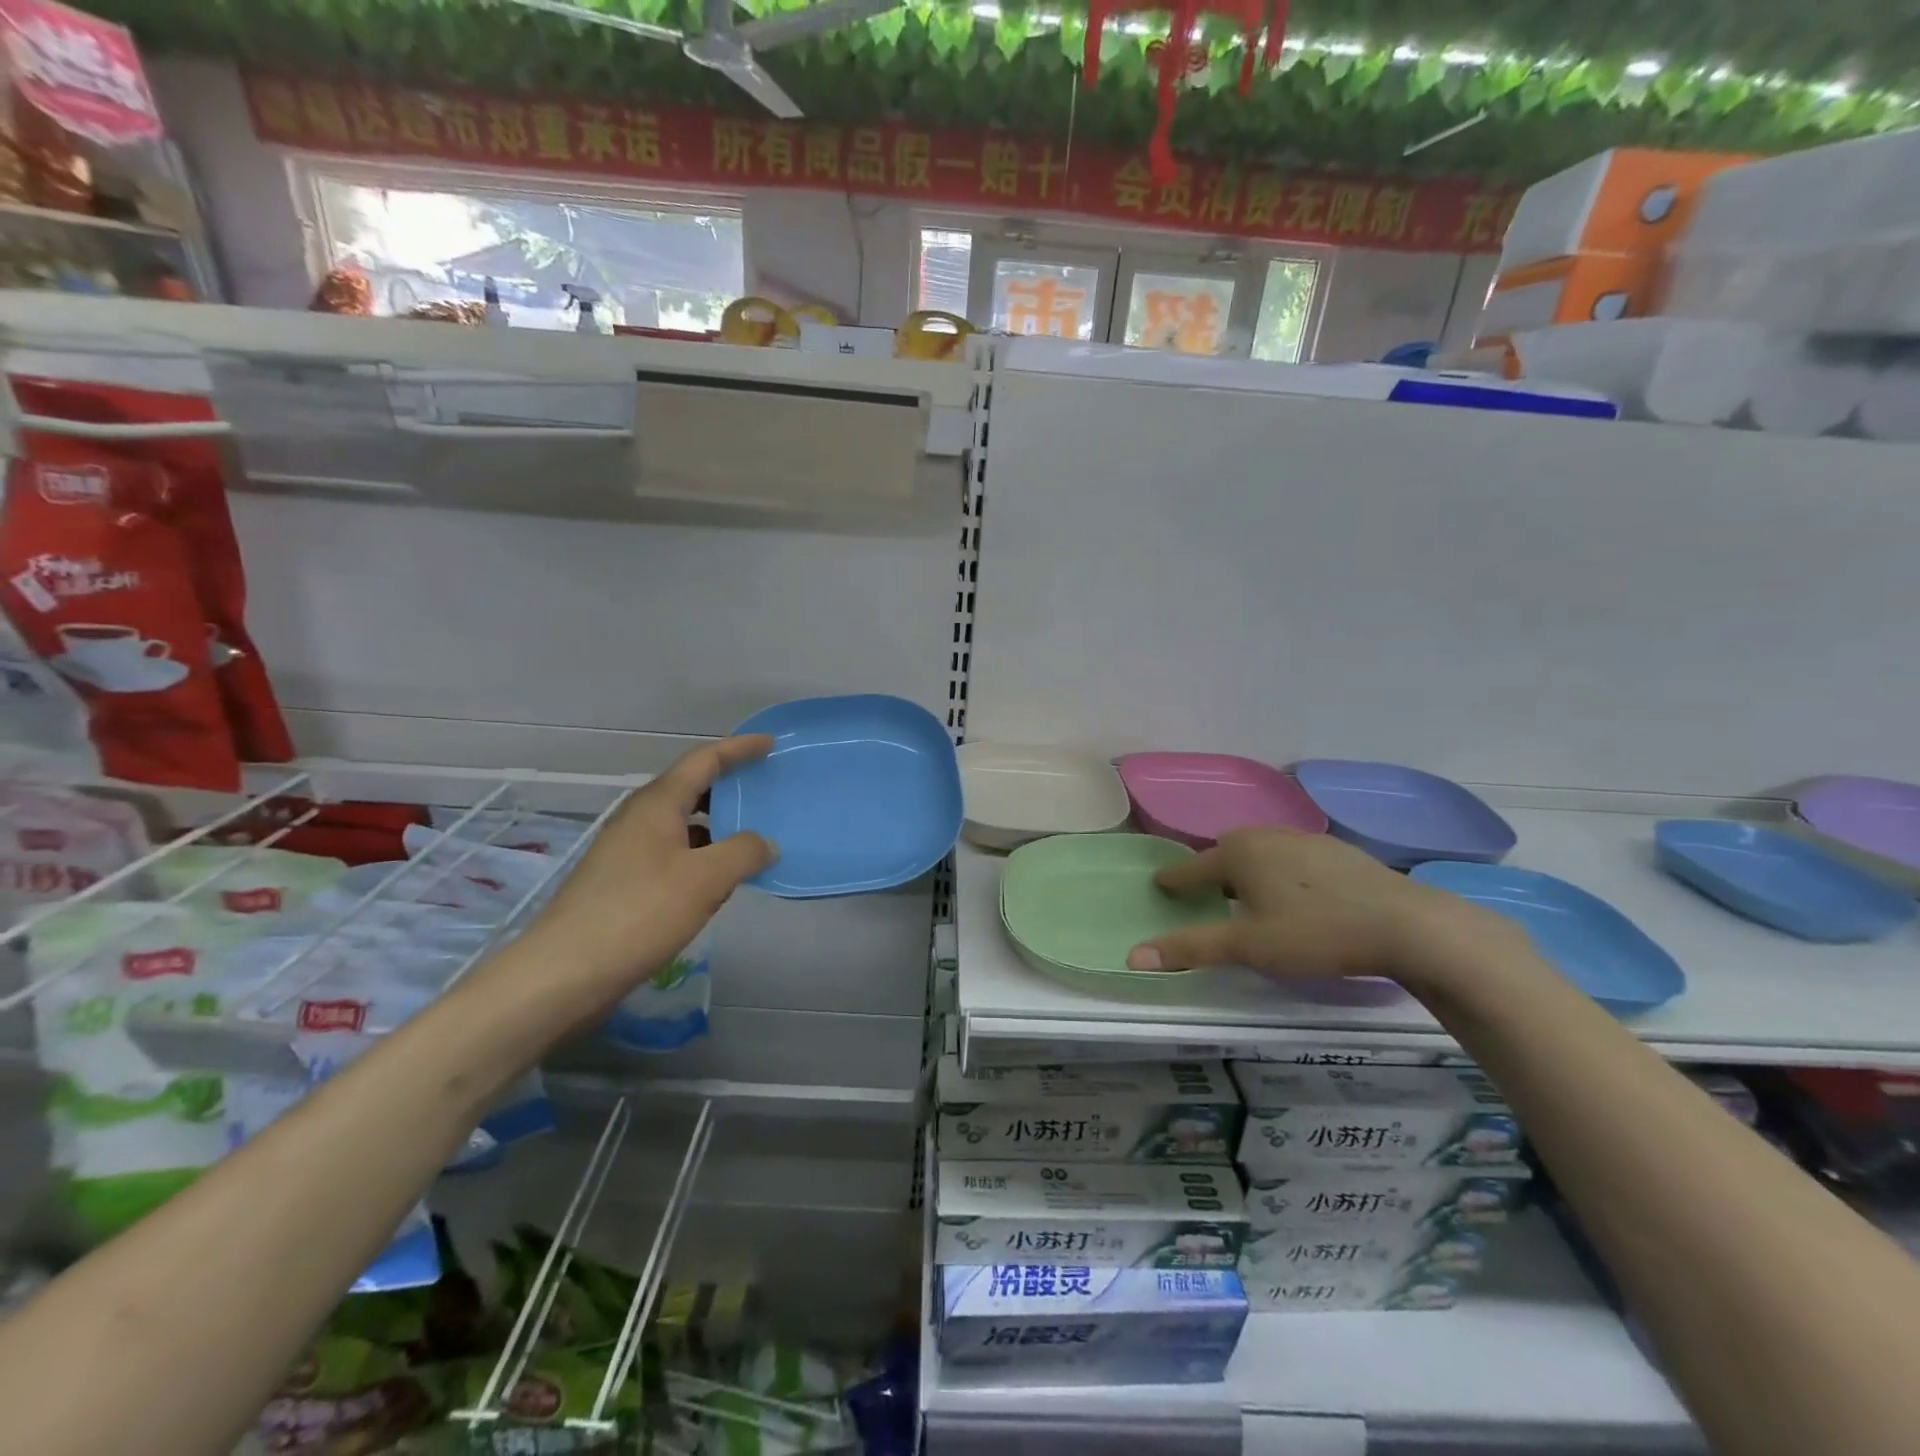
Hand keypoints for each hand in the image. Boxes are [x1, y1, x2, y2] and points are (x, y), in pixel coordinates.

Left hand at [510, 735, 777, 1012]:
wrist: (564, 972)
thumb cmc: (639, 913)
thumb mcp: (705, 879)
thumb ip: (744, 852)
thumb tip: (765, 843)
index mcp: (657, 805)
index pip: (703, 761)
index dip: (738, 749)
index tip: (770, 744)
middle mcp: (639, 819)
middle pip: (690, 789)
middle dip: (727, 786)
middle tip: (764, 790)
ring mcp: (627, 852)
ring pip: (681, 824)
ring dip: (716, 825)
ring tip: (751, 836)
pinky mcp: (623, 883)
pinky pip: (672, 854)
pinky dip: (700, 856)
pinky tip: (718, 881)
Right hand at [1124, 827, 1519, 986]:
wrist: (1406, 924)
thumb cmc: (1314, 933)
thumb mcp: (1247, 946)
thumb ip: (1190, 948)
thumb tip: (1132, 956)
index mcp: (1237, 853)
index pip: (1191, 867)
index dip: (1174, 881)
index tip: (1160, 886)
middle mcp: (1266, 835)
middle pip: (1226, 853)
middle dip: (1212, 872)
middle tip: (1205, 896)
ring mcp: (1305, 838)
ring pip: (1262, 852)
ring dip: (1248, 870)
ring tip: (1250, 896)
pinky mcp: (1338, 851)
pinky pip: (1293, 857)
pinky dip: (1282, 872)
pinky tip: (1298, 896)